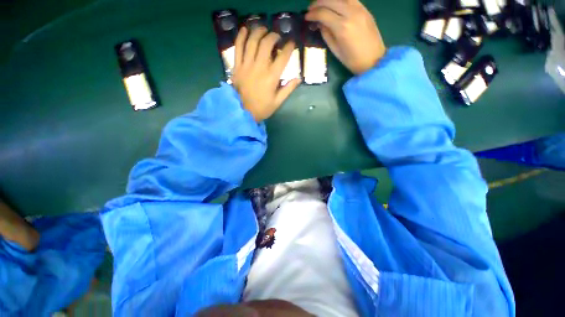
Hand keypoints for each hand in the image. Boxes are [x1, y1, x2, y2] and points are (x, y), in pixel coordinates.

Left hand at [232, 27, 301, 121]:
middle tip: (277, 37)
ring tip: (263, 30)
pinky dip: (241, 36)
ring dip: (258, 32)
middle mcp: (260, 67)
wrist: (242, 111)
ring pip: (252, 41)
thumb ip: (288, 89)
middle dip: (273, 36)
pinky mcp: (237, 66)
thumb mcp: (278, 102)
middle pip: (267, 43)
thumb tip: (299, 78)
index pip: (283, 57)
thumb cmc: (262, 108)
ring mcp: (247, 65)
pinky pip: (238, 47)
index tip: (292, 43)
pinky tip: (245, 29)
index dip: (289, 47)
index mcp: (272, 77)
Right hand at [306, 0, 385, 74]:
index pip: (323, 13)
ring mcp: (360, 9)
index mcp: (342, 27)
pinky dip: (339, 0)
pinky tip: (334, 5)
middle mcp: (351, 13)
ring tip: (321, 5)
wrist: (374, 59)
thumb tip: (319, 23)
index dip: (312, 14)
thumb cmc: (352, 60)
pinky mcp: (365, 9)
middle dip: (317, 3)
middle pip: (330, 0)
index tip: (306, 17)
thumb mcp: (336, 50)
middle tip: (311, 9)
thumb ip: (326, 34)